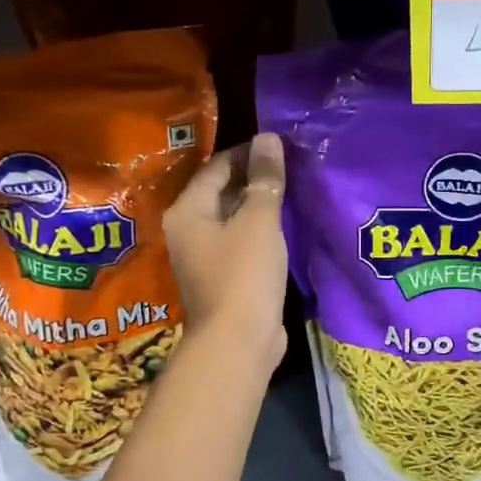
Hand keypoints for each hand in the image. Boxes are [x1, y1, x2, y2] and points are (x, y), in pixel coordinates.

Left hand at [162, 132, 288, 370]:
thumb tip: (268, 138)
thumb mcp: (258, 220)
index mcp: (187, 211)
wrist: (238, 342)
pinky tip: (286, 225)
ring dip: (259, 206)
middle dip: (254, 178)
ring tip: (293, 190)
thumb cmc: (243, 274)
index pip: (216, 167)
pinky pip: (242, 243)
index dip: (247, 152)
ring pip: (233, 219)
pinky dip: (261, 231)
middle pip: (221, 192)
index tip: (279, 145)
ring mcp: (205, 257)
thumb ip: (265, 179)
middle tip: (291, 165)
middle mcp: (189, 231)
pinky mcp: (224, 278)